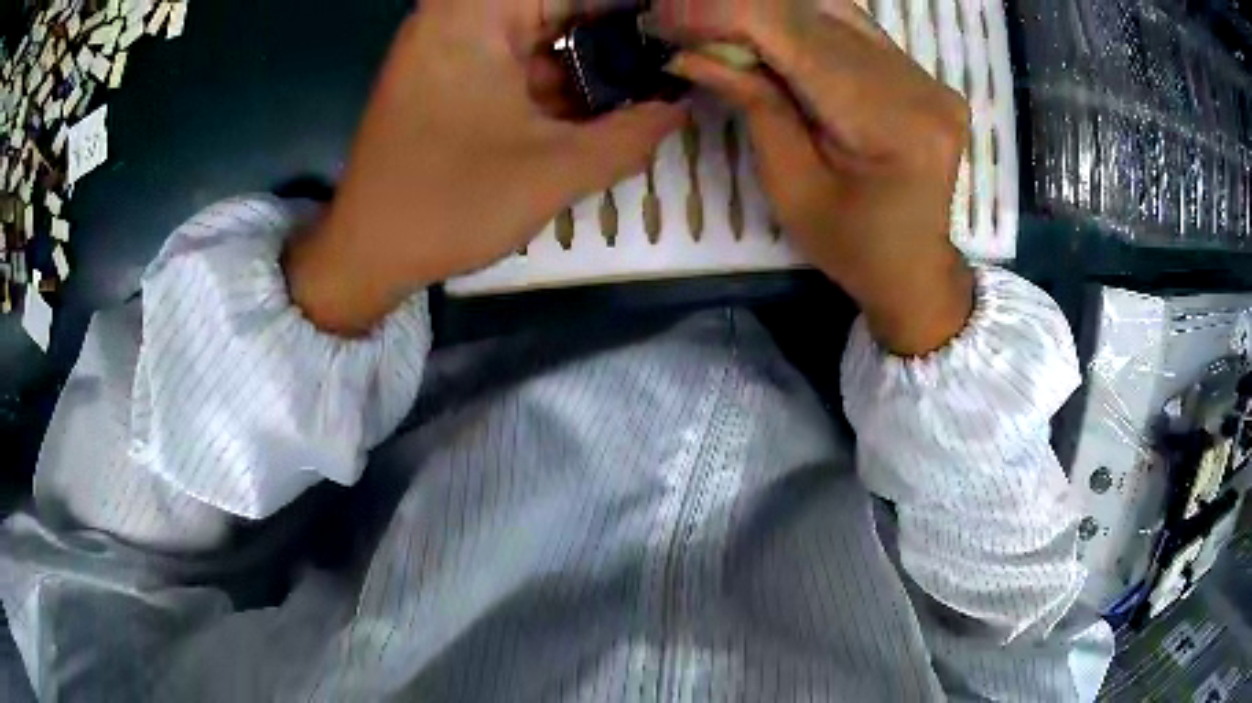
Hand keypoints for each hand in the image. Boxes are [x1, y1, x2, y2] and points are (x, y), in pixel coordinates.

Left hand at [287, 0, 687, 334]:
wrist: (365, 254)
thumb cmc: (448, 206)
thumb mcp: (554, 171)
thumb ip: (633, 134)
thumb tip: (682, 105)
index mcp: (475, 15)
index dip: (634, 11)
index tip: (677, 34)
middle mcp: (458, 16)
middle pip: (558, 9)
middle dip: (615, 38)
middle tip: (667, 66)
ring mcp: (448, 45)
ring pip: (539, 35)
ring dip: (590, 61)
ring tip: (645, 89)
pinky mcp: (445, 75)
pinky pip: (514, 60)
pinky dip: (556, 80)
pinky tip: (598, 105)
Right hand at [657, 0, 974, 354]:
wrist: (916, 269)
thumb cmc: (853, 247)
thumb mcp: (791, 187)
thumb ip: (754, 105)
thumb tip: (693, 51)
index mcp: (893, 124)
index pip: (798, 37)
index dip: (726, 14)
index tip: (666, 16)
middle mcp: (921, 86)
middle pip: (815, 15)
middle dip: (739, 11)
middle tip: (683, 23)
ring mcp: (928, 76)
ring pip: (832, 12)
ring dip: (768, 14)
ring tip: (721, 31)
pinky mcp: (922, 75)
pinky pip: (853, 29)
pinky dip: (801, 24)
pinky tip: (767, 36)